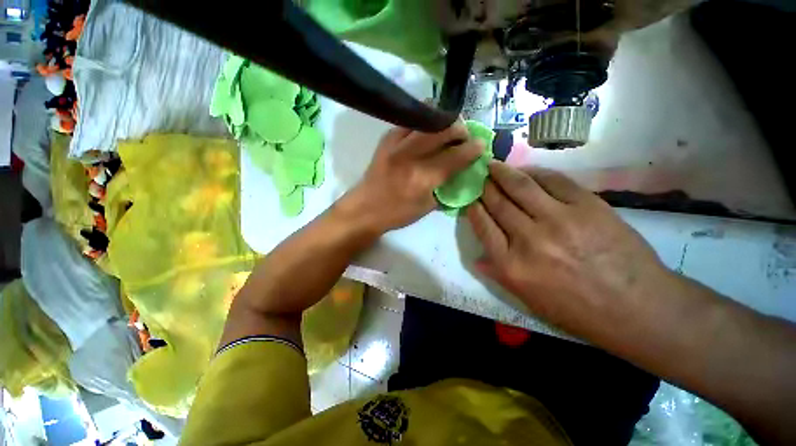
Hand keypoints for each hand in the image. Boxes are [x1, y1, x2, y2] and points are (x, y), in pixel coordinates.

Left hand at [343, 122, 484, 233]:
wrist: (365, 209)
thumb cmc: (397, 213)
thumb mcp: (427, 207)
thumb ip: (445, 188)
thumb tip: (459, 172)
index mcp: (423, 178)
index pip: (455, 157)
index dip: (472, 149)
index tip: (480, 144)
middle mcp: (411, 156)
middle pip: (442, 132)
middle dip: (460, 130)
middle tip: (464, 135)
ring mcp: (396, 145)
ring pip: (425, 120)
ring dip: (442, 120)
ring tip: (448, 126)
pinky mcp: (386, 140)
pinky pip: (408, 121)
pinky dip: (422, 120)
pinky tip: (427, 125)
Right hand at [466, 162, 672, 339]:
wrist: (637, 308)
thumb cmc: (576, 310)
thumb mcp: (527, 300)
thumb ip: (498, 275)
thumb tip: (477, 258)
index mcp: (511, 265)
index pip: (482, 225)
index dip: (473, 208)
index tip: (470, 198)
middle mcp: (528, 239)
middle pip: (498, 203)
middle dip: (484, 187)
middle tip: (479, 176)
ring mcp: (559, 219)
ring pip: (520, 187)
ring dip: (503, 173)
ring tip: (494, 165)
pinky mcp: (587, 206)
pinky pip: (553, 181)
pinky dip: (535, 172)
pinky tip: (525, 170)